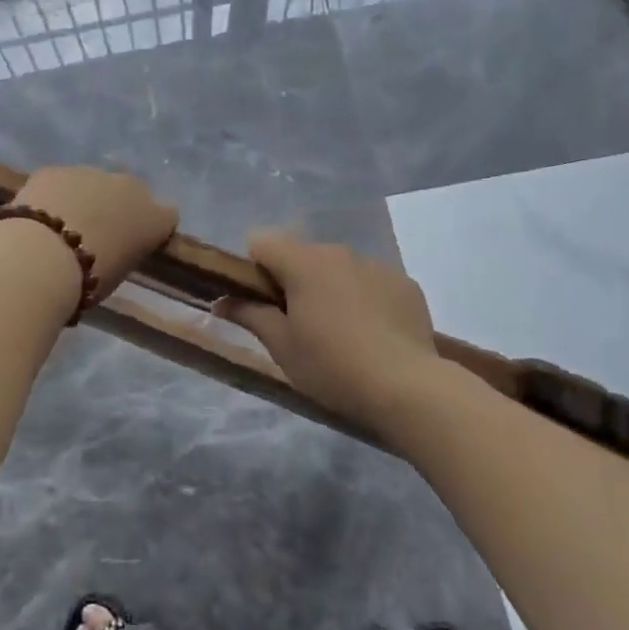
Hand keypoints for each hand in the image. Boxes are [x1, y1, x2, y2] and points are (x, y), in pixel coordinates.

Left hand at [8, 166, 177, 298]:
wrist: (42, 257)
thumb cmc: (89, 279)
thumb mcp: (120, 272)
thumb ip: (124, 251)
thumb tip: (113, 247)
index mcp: (154, 218)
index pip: (167, 214)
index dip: (152, 225)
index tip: (136, 239)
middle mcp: (129, 187)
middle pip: (131, 191)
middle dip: (117, 204)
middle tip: (96, 231)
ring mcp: (91, 172)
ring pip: (92, 182)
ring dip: (84, 196)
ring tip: (60, 225)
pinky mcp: (56, 169)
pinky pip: (60, 180)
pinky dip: (53, 194)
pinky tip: (37, 217)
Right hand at [214, 229, 439, 433]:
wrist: (407, 388)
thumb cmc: (332, 366)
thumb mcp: (281, 346)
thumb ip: (249, 315)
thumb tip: (220, 301)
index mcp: (303, 262)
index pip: (261, 241)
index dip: (254, 268)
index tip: (262, 302)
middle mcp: (339, 252)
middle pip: (302, 254)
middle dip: (293, 279)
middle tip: (298, 323)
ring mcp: (376, 265)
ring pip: (338, 267)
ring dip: (330, 287)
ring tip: (341, 332)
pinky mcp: (405, 283)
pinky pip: (371, 281)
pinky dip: (364, 298)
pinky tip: (372, 333)